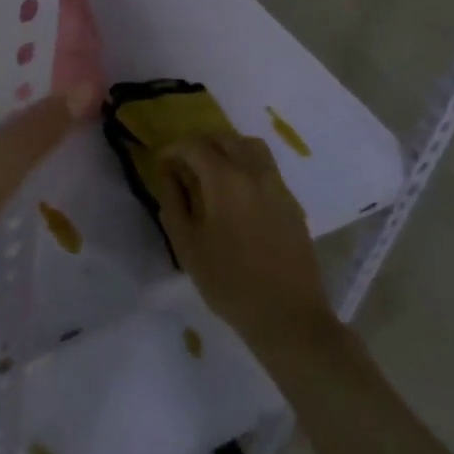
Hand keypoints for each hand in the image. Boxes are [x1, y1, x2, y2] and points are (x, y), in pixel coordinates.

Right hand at [156, 134, 337, 354]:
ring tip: (212, 173)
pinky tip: (237, 195)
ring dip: (227, 149)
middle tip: (184, 166)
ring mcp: (278, 185)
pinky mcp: (292, 202)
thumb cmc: (229, 282)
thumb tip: (168, 173)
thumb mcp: (187, 245)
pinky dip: (246, 166)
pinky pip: (266, 168)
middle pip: (224, 138)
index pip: (194, 146)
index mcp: (225, 180)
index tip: (162, 165)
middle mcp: (254, 172)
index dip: (173, 150)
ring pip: (250, 147)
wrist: (288, 315)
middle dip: (200, 145)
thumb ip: (173, 201)